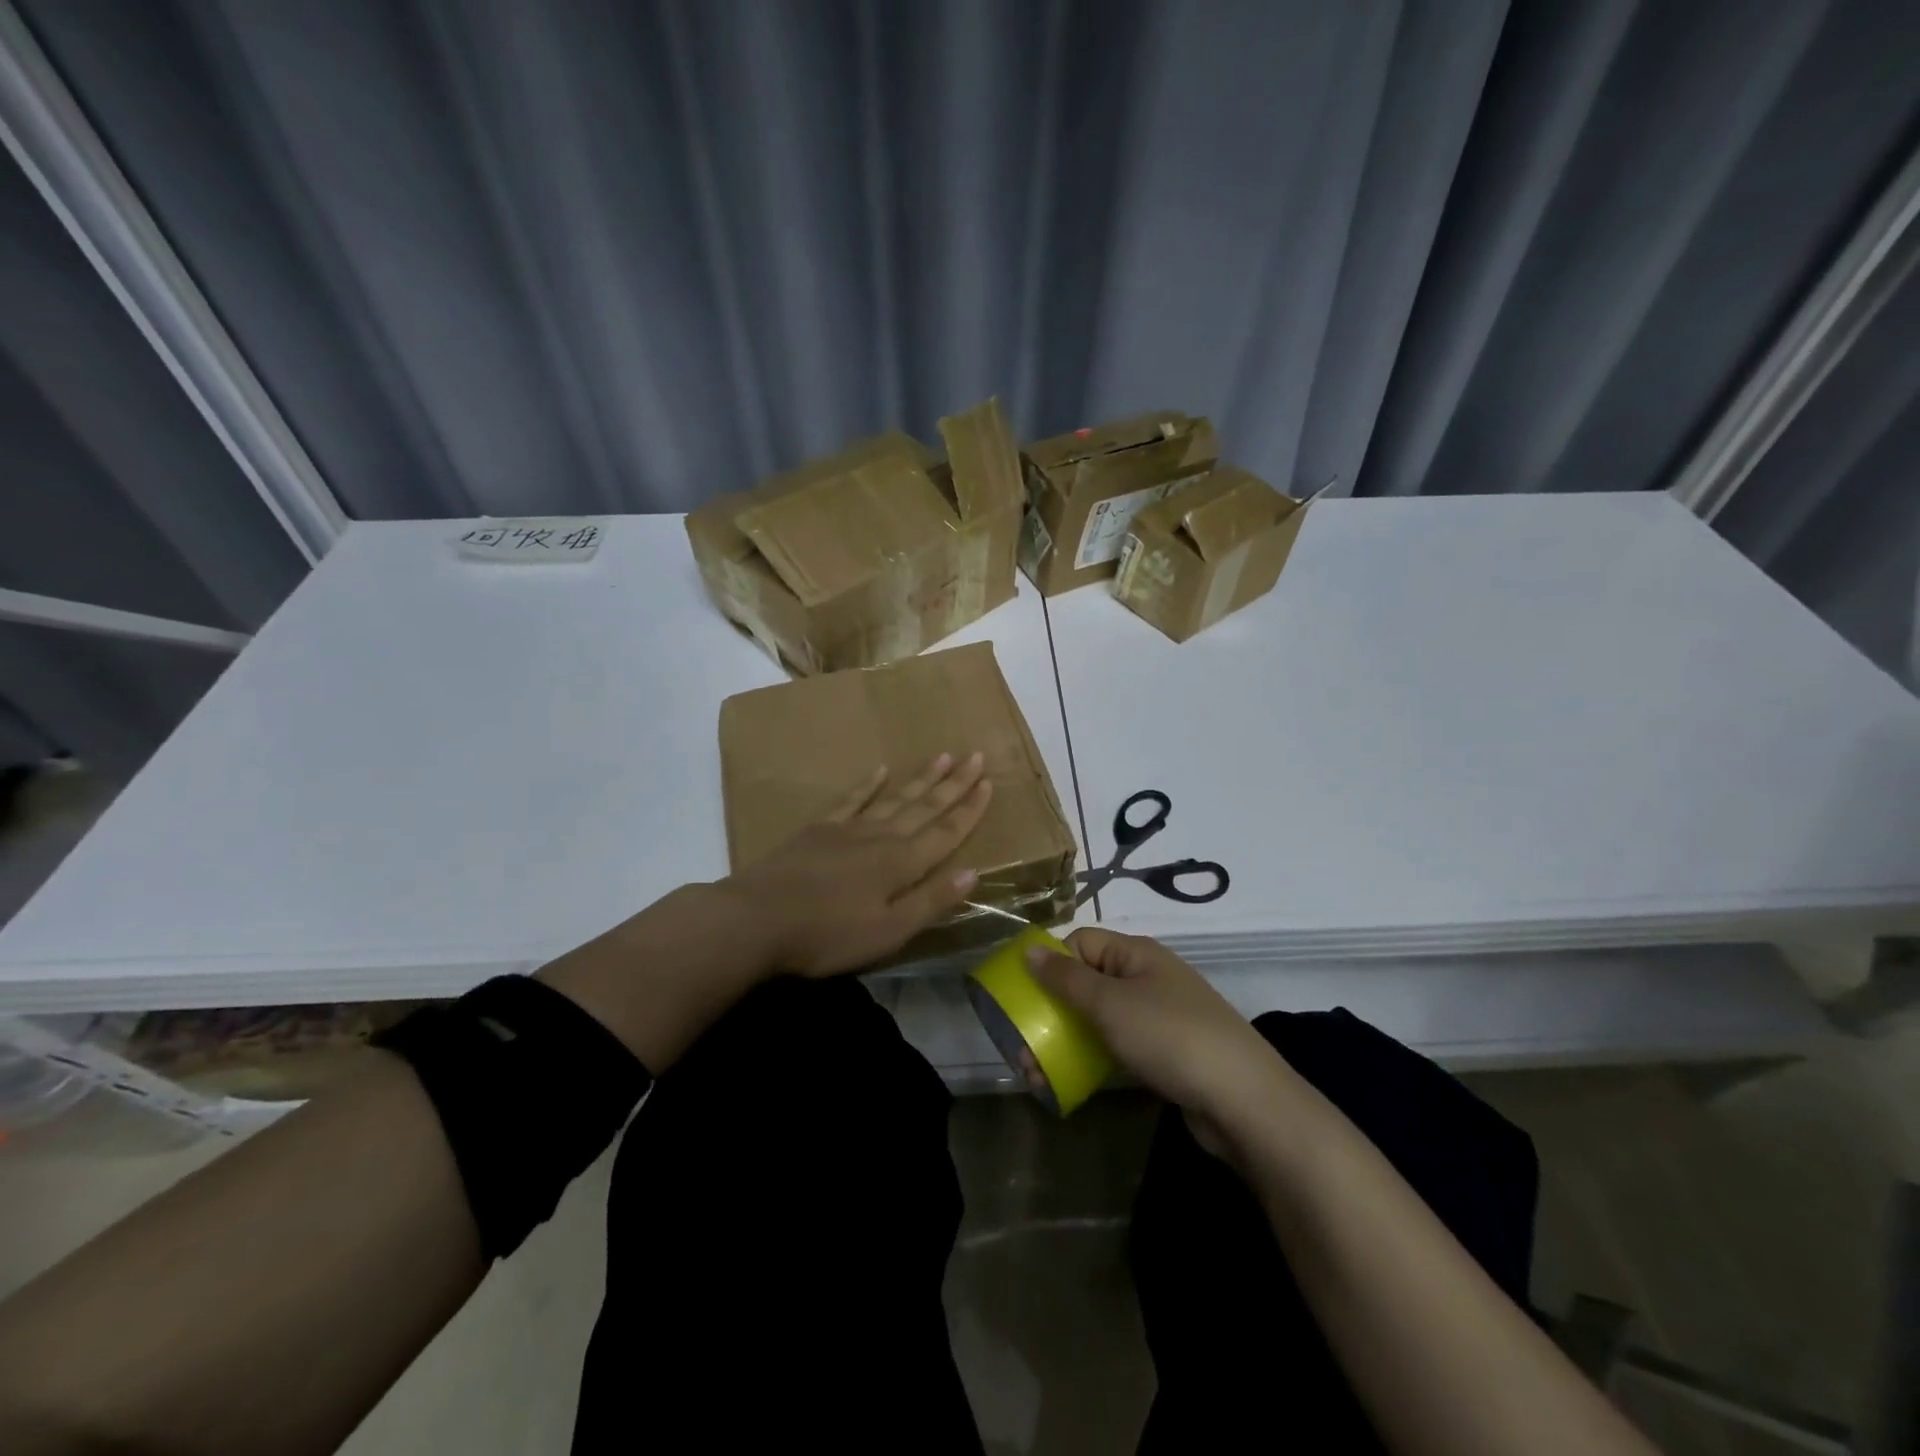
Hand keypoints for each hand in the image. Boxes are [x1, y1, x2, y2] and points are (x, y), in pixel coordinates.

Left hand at [723, 750, 993, 975]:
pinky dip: (869, 785)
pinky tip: (881, 770)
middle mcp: (881, 837)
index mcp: (901, 864)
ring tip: (942, 756)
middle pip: (925, 807)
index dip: (969, 810)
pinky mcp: (819, 829)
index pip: (945, 832)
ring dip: (921, 779)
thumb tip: (974, 872)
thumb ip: (930, 901)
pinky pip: (852, 799)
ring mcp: (848, 829)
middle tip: (976, 756)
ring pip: (894, 798)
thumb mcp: (888, 931)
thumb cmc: (827, 935)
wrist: (756, 919)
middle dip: (954, 784)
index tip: (989, 783)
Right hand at [1026, 929, 1284, 1139]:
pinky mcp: (1168, 1052)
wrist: (1243, 1098)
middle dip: (1055, 1008)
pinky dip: (1097, 1056)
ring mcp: (1160, 1015)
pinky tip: (1078, 1079)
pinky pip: (1121, 1044)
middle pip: (1089, 981)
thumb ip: (1066, 977)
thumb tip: (1029, 949)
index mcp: (1136, 953)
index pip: (1082, 942)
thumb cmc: (1169, 1036)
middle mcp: (1148, 976)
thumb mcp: (1109, 1003)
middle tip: (1025, 1044)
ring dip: (1070, 1037)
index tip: (1027, 996)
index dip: (1053, 963)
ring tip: (1040, 1070)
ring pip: (1103, 1016)